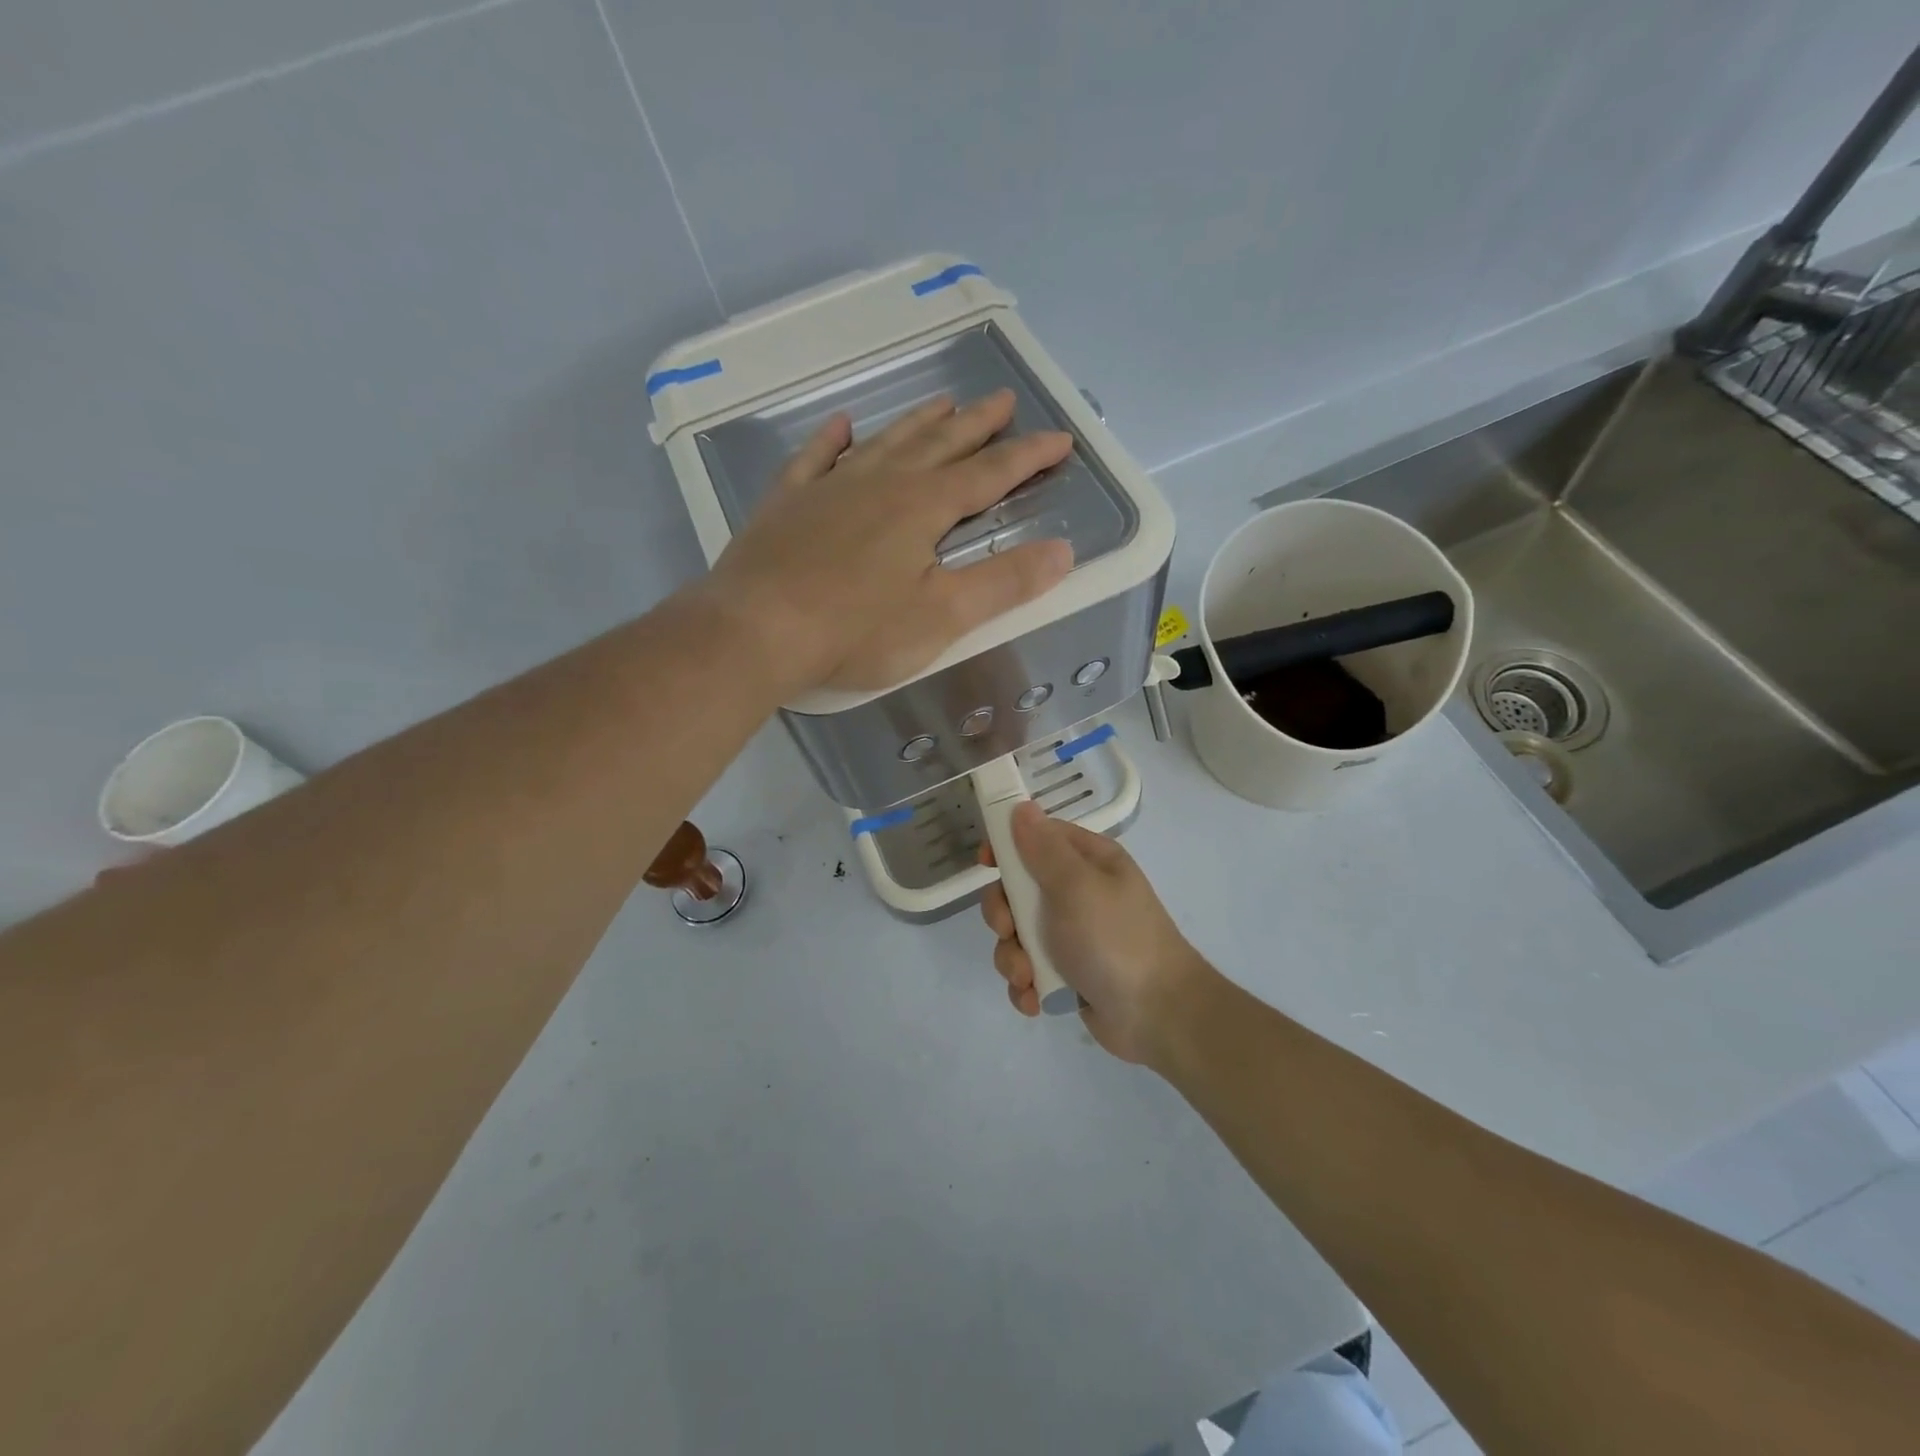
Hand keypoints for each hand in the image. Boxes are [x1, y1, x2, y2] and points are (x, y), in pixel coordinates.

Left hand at [702, 390, 1073, 694]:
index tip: (1060, 438)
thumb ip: (1004, 583)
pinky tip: (842, 425)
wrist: (756, 630)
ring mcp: (830, 488)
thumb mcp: (943, 616)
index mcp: (923, 508)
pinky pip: (815, 458)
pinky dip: (832, 440)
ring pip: (884, 443)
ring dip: (918, 422)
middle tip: (1003, 399)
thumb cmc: (857, 630)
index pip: (989, 474)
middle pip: (939, 445)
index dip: (1028, 457)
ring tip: (942, 401)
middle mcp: (881, 483)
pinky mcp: (787, 503)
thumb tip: (1063, 551)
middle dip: (977, 424)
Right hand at [980, 803, 1216, 1065]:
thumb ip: (1044, 849)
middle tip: (1008, 931)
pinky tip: (1036, 1002)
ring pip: (1016, 935)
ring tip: (1029, 977)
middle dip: (1004, 915)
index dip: (1008, 846)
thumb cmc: (1115, 939)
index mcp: (1088, 862)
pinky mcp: (1065, 973)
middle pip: (1017, 890)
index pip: (1038, 838)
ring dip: (1013, 958)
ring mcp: (1071, 935)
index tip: (987, 863)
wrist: (1158, 1015)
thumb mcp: (1077, 886)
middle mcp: (1078, 893)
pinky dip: (1026, 986)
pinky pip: (1028, 970)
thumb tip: (1022, 807)